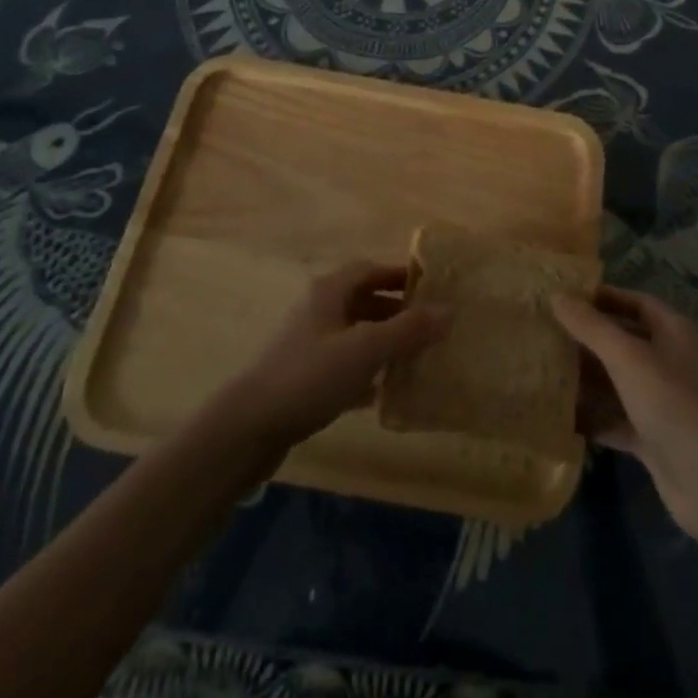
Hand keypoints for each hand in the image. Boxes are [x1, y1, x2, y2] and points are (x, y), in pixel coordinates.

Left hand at [210, 261, 449, 450]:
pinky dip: (365, 373)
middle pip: (363, 300)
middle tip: (430, 326)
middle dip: (396, 310)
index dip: (400, 275)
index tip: (432, 288)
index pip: (370, 269)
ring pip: (354, 334)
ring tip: (415, 357)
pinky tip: (383, 392)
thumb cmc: (309, 376)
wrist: (247, 428)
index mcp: (329, 291)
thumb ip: (408, 330)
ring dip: (382, 342)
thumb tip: (450, 311)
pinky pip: (343, 366)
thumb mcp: (365, 350)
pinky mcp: (303, 378)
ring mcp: (307, 345)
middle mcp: (318, 310)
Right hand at [553, 287, 697, 543]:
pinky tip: (560, 414)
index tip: (565, 297)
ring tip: (544, 369)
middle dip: (588, 338)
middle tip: (545, 332)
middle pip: (623, 340)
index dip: (602, 297)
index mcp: (672, 332)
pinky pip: (616, 418)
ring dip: (587, 377)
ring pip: (617, 381)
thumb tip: (556, 295)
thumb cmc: (672, 403)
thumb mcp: (627, 357)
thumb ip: (591, 326)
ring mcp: (661, 401)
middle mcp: (668, 361)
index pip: (634, 301)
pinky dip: (593, 416)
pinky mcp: (653, 437)